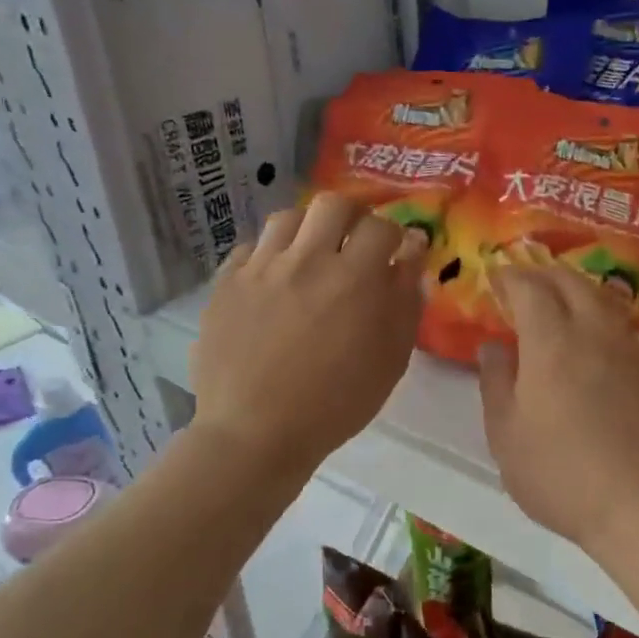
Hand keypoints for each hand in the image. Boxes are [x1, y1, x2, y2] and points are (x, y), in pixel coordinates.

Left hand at [193, 192, 424, 473]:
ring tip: (312, 255)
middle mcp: (307, 260)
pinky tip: (275, 279)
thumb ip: (405, 302)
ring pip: (287, 217)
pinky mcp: (226, 284)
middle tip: (354, 239)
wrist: (256, 433)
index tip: (395, 252)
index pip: (382, 227)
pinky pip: (251, 248)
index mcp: (354, 279)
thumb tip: (411, 258)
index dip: (394, 236)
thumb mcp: (390, 359)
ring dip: (308, 229)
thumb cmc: (336, 404)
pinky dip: (270, 254)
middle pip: (332, 204)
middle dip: (352, 215)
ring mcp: (261, 269)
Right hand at [478, 266, 638, 559]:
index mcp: (552, 342)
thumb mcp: (507, 436)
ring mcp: (630, 350)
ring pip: (601, 299)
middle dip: (542, 274)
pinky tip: (592, 340)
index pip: (530, 288)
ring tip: (556, 303)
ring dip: (574, 290)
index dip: (510, 276)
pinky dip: (598, 315)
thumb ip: (495, 383)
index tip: (494, 277)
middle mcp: (595, 332)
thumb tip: (492, 346)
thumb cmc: (562, 476)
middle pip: (570, 282)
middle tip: (523, 284)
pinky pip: (620, 324)